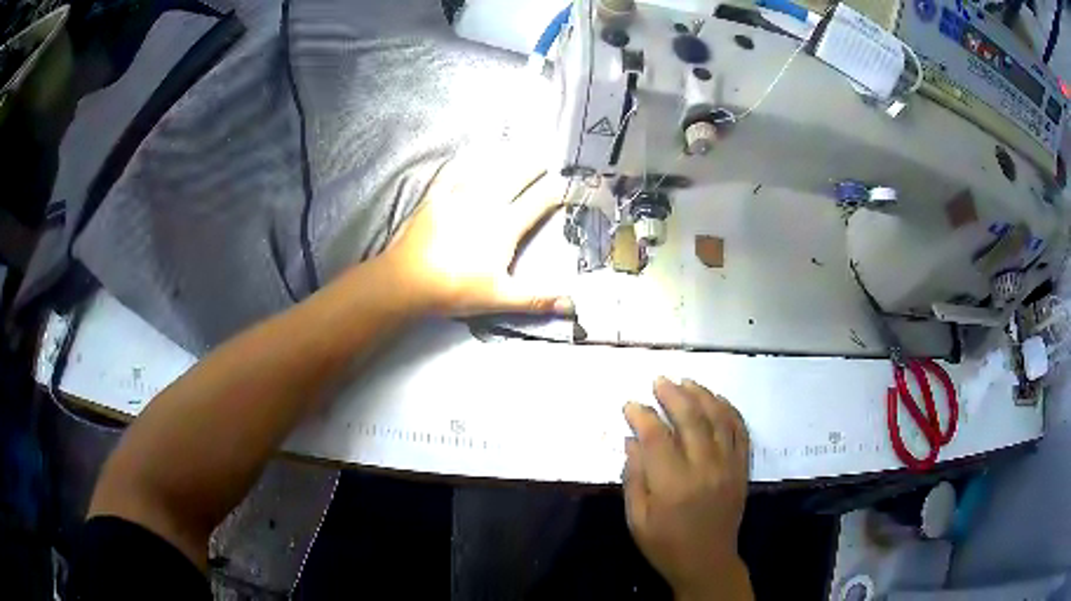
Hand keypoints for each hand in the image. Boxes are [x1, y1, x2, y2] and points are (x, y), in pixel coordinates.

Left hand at [380, 150, 574, 317]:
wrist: (408, 281)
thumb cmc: (456, 289)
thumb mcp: (500, 298)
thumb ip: (537, 299)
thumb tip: (571, 305)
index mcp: (505, 226)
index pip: (539, 201)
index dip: (557, 190)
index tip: (568, 184)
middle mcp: (485, 203)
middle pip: (515, 177)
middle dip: (532, 167)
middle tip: (542, 161)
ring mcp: (458, 197)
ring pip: (487, 169)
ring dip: (504, 160)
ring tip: (515, 151)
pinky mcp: (435, 197)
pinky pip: (453, 172)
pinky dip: (464, 162)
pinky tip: (468, 156)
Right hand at [624, 377, 752, 600]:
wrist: (707, 562)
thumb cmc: (665, 544)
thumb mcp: (637, 519)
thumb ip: (634, 478)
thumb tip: (632, 440)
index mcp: (673, 485)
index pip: (657, 437)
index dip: (641, 416)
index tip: (629, 404)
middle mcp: (704, 469)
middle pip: (691, 419)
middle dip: (673, 394)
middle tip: (659, 380)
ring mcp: (728, 466)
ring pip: (718, 419)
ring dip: (702, 395)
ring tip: (686, 381)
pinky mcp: (742, 469)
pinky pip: (740, 431)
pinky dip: (730, 411)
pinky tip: (718, 400)